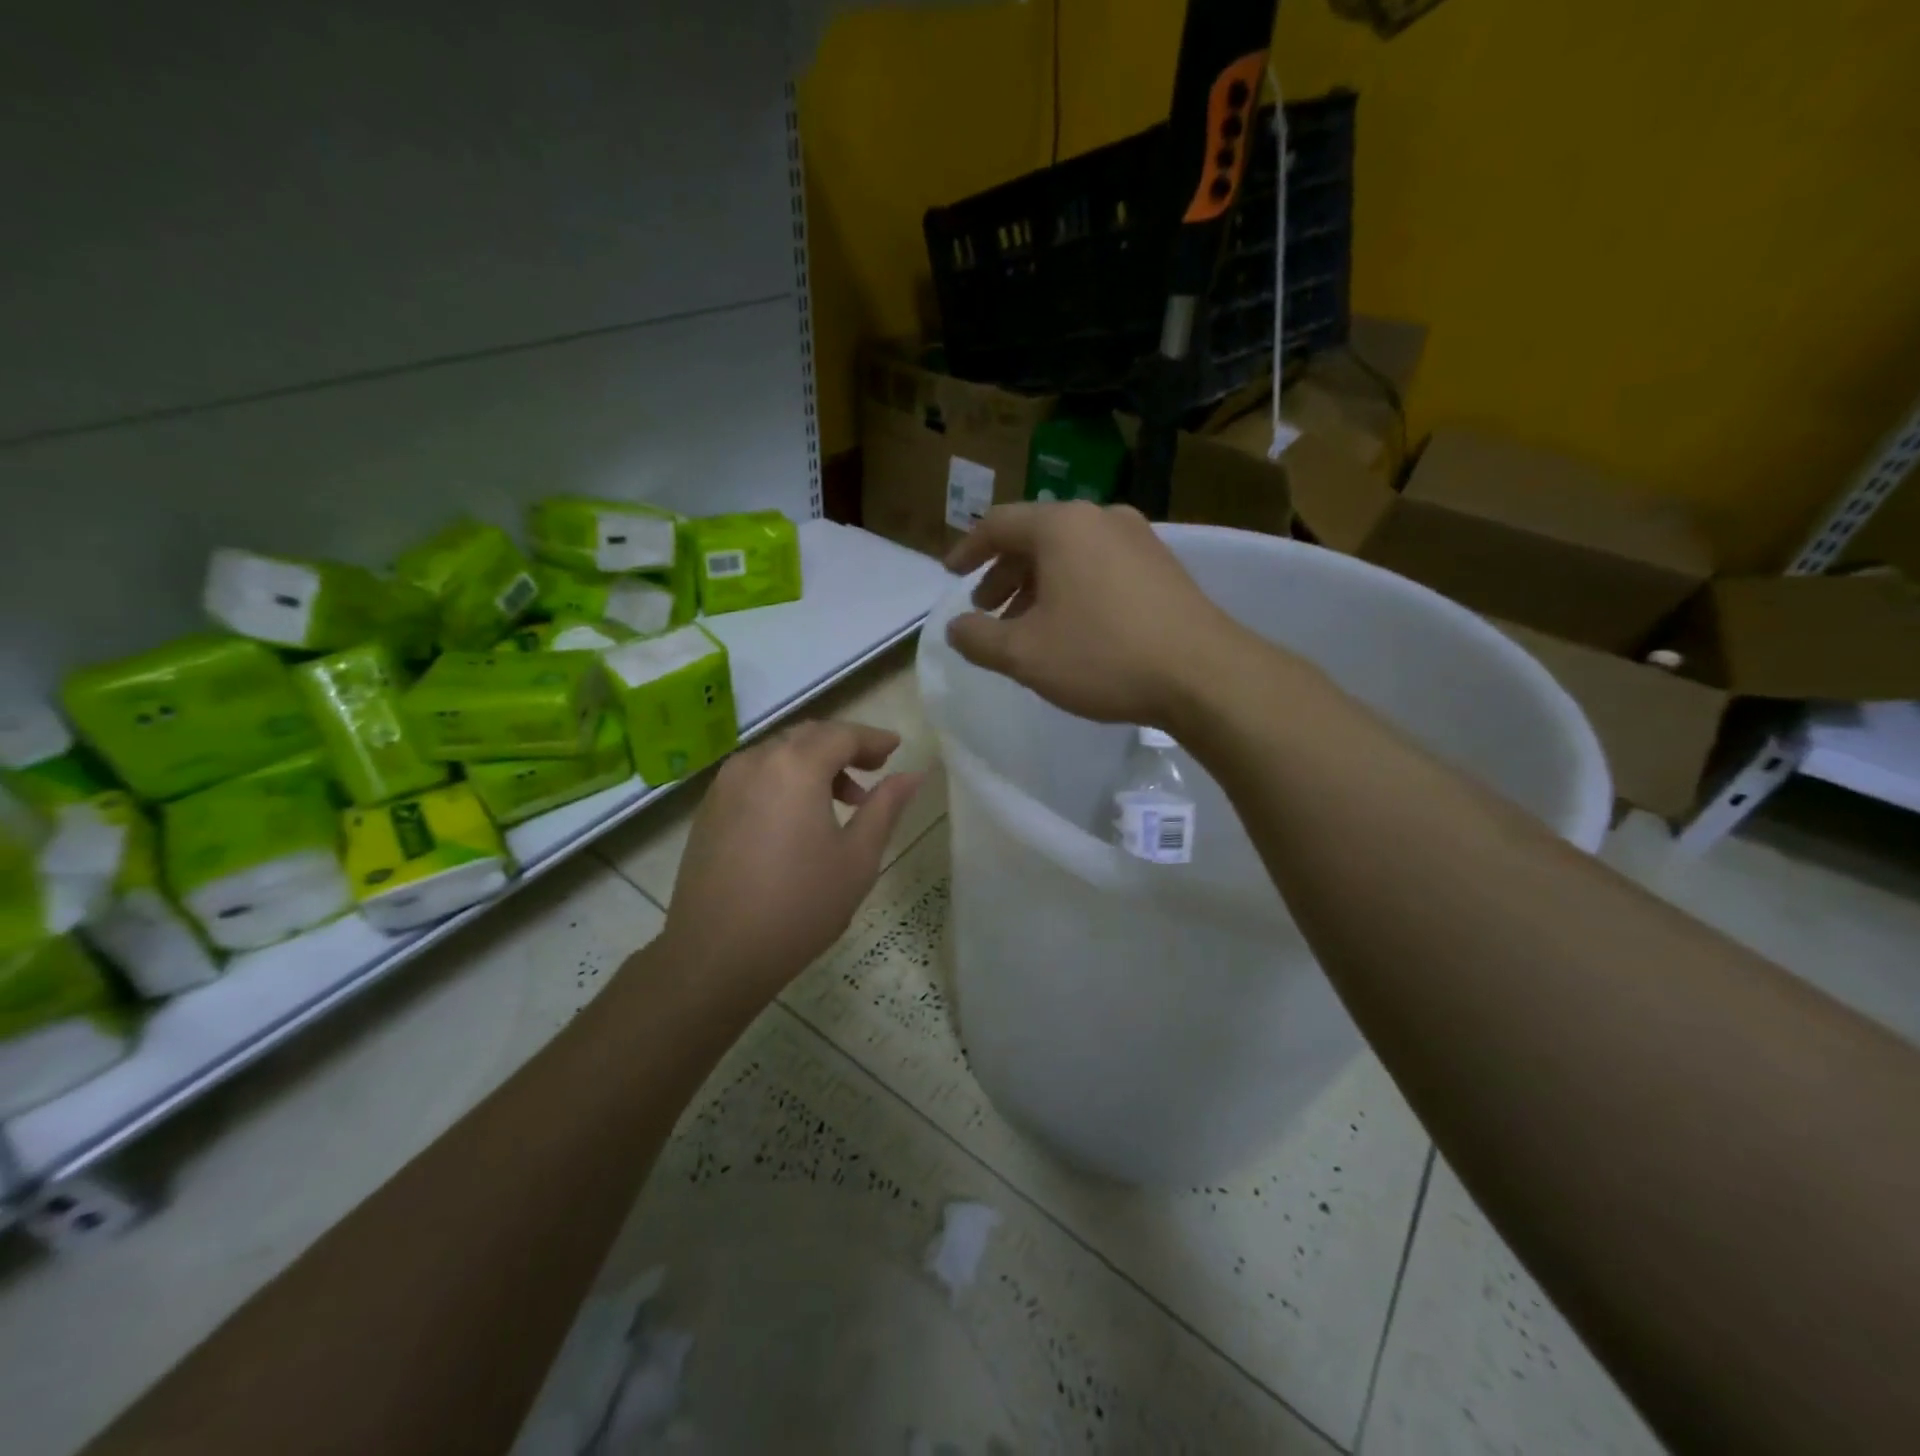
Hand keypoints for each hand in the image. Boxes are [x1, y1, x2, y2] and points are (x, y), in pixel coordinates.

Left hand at [659, 721, 923, 996]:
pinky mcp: (709, 809)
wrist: (716, 955)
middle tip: (874, 771)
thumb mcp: (857, 858)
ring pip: (778, 755)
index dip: (873, 739)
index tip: (896, 749)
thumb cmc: (800, 906)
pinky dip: (784, 780)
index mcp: (795, 767)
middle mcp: (755, 762)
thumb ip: (885, 808)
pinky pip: (755, 776)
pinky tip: (798, 818)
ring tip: (842, 801)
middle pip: (807, 737)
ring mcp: (725, 785)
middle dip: (843, 747)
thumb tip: (911, 776)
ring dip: (813, 765)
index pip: (842, 735)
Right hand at [944, 501, 1248, 726]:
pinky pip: (1099, 566)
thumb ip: (978, 639)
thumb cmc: (1102, 656)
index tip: (950, 575)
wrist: (1203, 674)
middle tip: (987, 608)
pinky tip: (1071, 627)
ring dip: (1037, 585)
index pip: (998, 524)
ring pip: (1070, 553)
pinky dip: (1071, 588)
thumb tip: (955, 627)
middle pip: (1035, 537)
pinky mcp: (1162, 566)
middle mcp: (1100, 518)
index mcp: (1062, 526)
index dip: (967, 550)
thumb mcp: (1024, 654)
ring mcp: (1138, 539)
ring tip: (1025, 624)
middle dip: (1004, 573)